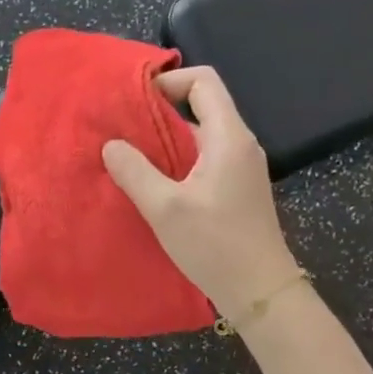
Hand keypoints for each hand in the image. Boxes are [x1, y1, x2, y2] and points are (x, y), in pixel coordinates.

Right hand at [101, 66, 299, 317]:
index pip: (203, 82)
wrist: (261, 293)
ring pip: (198, 134)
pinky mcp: (235, 188)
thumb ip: (135, 171)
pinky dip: (175, 159)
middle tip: (120, 125)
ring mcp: (239, 167)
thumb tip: (111, 144)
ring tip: (127, 153)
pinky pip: (202, 157)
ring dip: (164, 138)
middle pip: (200, 105)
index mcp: (228, 137)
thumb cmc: (216, 246)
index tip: (134, 99)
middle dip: (159, 109)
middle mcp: (238, 144)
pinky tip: (150, 181)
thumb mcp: (165, 208)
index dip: (169, 81)